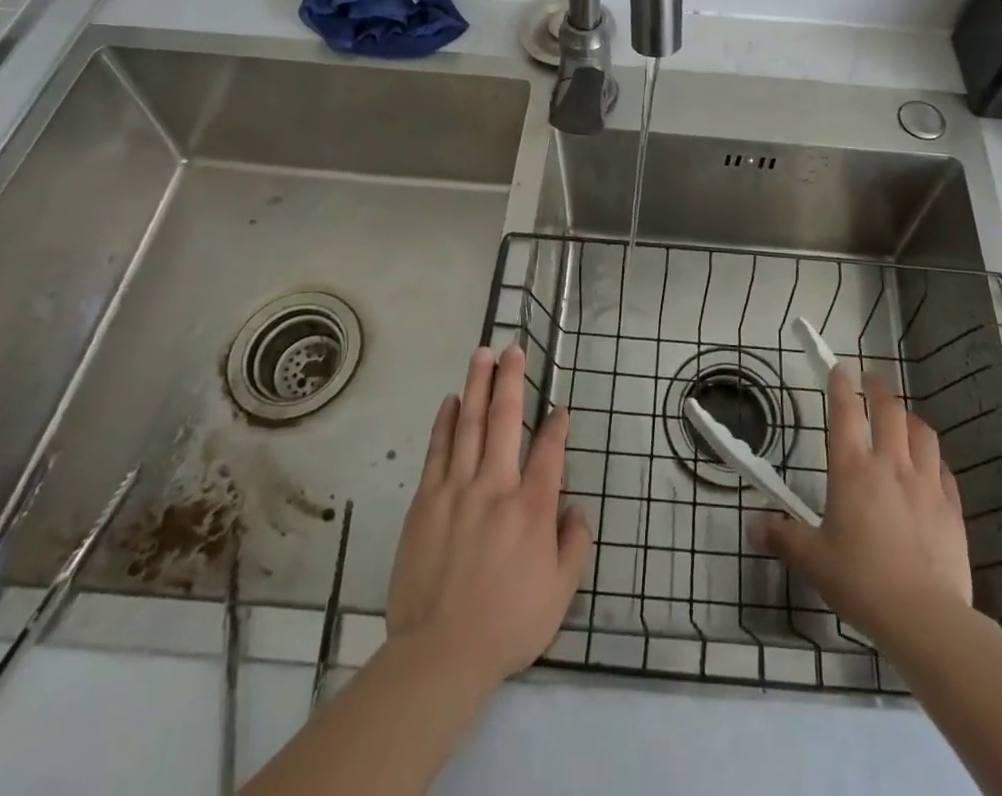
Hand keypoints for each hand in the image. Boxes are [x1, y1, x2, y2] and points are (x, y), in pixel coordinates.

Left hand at [386, 345, 591, 688]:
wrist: (439, 653)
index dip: (557, 426)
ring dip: (476, 385)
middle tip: (512, 348)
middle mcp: (496, 486)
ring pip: (468, 424)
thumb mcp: (560, 593)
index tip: (560, 410)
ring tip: (482, 354)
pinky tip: (450, 400)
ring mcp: (457, 489)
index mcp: (532, 507)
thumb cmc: (507, 624)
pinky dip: (444, 421)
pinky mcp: (426, 501)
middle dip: (511, 380)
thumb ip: (574, 545)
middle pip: (504, 419)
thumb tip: (575, 508)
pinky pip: (437, 450)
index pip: (550, 450)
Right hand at [754, 366, 973, 653]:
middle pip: (888, 411)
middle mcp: (890, 465)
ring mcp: (926, 484)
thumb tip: (752, 524)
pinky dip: (933, 459)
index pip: (844, 411)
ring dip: (909, 418)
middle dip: (878, 389)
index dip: (839, 384)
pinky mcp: (951, 508)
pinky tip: (930, 466)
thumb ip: (783, 536)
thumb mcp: (813, 560)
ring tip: (902, 418)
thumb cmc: (861, 582)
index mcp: (852, 469)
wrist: (925, 617)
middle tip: (870, 381)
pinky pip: (943, 470)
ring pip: (922, 433)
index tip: (837, 368)